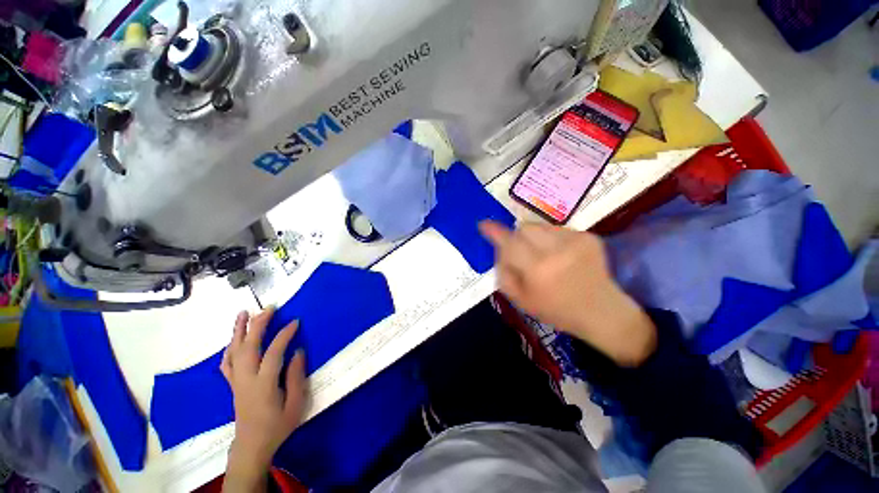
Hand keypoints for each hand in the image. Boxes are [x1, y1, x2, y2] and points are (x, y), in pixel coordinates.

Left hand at [221, 308, 307, 491]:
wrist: (252, 446)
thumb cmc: (278, 425)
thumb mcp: (296, 403)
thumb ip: (296, 376)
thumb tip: (298, 351)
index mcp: (263, 384)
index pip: (273, 352)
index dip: (284, 334)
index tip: (295, 321)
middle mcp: (246, 379)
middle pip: (248, 346)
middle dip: (257, 324)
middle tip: (268, 308)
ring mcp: (236, 381)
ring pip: (234, 351)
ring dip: (239, 331)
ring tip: (243, 313)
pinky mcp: (232, 385)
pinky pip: (227, 363)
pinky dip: (230, 348)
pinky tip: (234, 340)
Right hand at [480, 220, 655, 365]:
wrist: (601, 311)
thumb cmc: (555, 310)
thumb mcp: (520, 299)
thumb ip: (503, 271)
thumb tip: (499, 248)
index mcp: (538, 269)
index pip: (510, 243)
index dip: (494, 232)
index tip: (483, 224)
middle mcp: (557, 250)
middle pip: (524, 227)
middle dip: (517, 237)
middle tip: (523, 253)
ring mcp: (576, 240)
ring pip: (539, 226)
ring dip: (535, 238)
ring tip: (545, 256)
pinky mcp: (589, 236)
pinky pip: (557, 229)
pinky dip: (552, 239)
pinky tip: (562, 256)